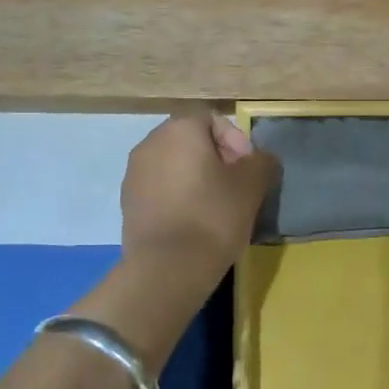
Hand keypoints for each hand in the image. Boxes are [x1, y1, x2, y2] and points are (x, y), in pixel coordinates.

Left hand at [119, 110, 279, 278]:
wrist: (166, 268)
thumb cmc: (213, 216)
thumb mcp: (251, 185)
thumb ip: (261, 161)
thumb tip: (260, 159)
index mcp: (180, 129)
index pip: (213, 120)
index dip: (236, 140)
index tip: (248, 169)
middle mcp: (151, 142)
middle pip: (191, 140)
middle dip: (216, 158)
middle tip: (236, 186)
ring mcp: (134, 173)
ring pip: (174, 164)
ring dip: (196, 177)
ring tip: (216, 205)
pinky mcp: (127, 202)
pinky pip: (159, 187)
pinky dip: (177, 196)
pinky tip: (192, 221)